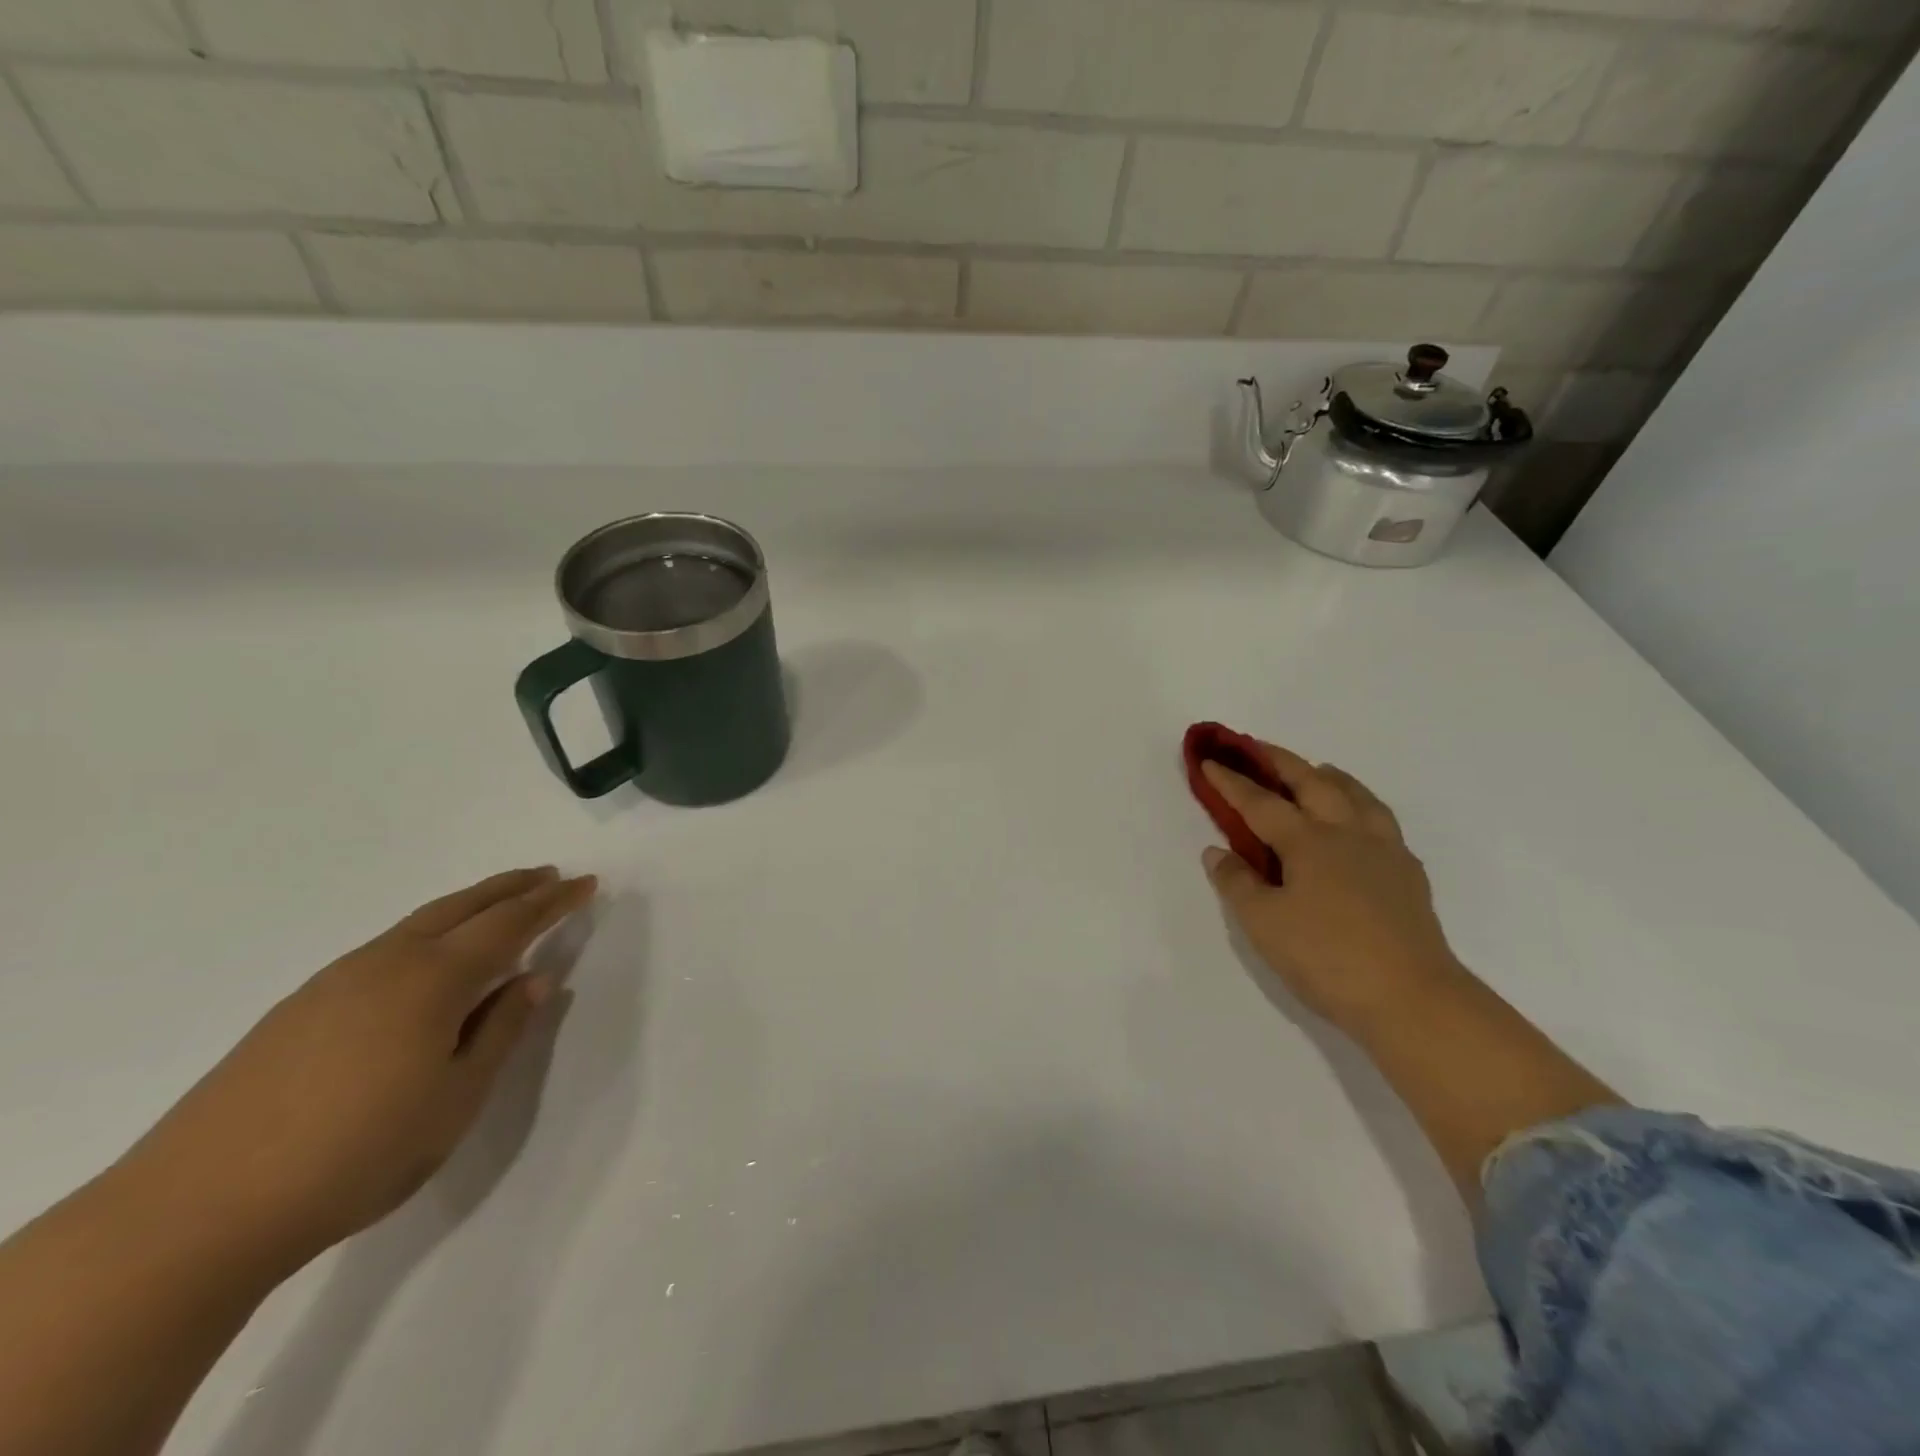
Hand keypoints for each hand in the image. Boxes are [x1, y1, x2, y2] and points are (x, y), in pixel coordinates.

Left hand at [121, 866, 597, 1270]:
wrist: (194, 1213)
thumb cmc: (356, 1154)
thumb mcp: (456, 1098)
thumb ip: (502, 1030)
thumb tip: (535, 979)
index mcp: (434, 980)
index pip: (511, 923)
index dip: (553, 901)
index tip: (587, 883)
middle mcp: (387, 963)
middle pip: (463, 907)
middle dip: (512, 887)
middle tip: (550, 874)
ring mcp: (335, 982)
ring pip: (420, 923)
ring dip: (469, 906)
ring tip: (499, 905)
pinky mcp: (299, 1008)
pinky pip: (386, 947)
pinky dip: (428, 932)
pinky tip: (427, 959)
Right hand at [1200, 744, 1461, 1032]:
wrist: (1413, 999)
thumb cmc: (1326, 958)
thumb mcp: (1263, 924)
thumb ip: (1237, 883)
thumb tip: (1217, 851)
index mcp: (1308, 841)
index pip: (1260, 803)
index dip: (1231, 782)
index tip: (1209, 761)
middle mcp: (1347, 833)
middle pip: (1313, 783)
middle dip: (1280, 761)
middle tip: (1256, 747)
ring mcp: (1384, 851)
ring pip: (1357, 796)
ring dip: (1330, 776)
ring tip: (1318, 770)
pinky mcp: (1408, 874)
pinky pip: (1382, 821)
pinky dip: (1362, 806)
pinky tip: (1360, 822)